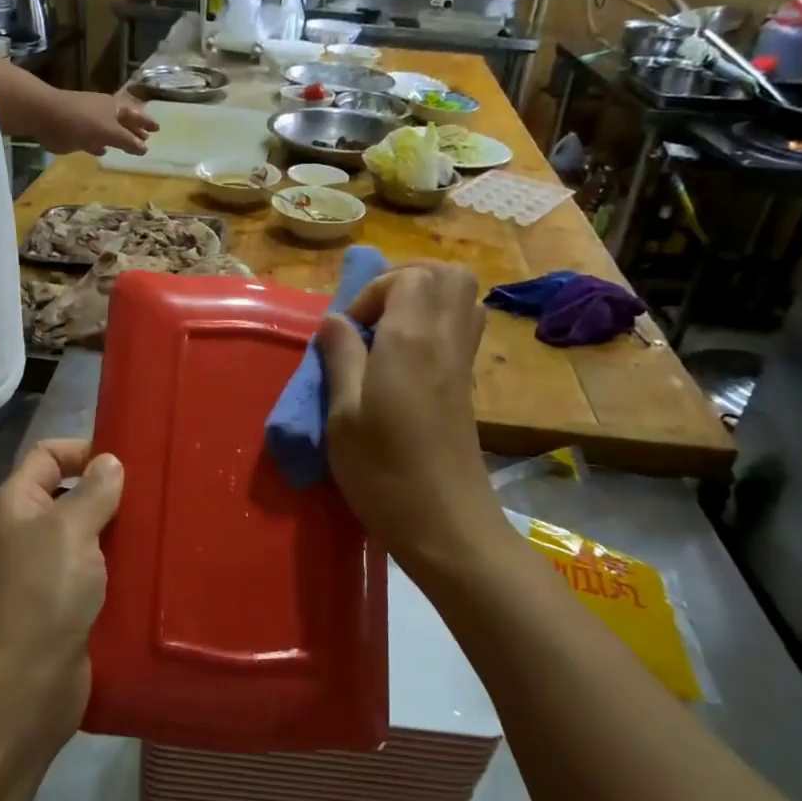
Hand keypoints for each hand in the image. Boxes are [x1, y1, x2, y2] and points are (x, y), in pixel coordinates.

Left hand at [0, 439, 123, 743]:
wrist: (27, 682)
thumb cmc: (45, 592)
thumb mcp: (72, 529)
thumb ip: (94, 491)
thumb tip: (110, 462)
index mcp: (15, 504)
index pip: (48, 455)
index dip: (84, 450)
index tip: (128, 462)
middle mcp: (25, 531)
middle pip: (69, 494)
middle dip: (109, 492)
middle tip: (153, 495)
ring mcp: (43, 569)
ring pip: (87, 534)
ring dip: (119, 530)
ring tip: (159, 526)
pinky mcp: (64, 602)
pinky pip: (95, 570)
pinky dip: (118, 565)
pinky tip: (150, 564)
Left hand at [33, 89, 158, 156]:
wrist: (45, 115)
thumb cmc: (81, 122)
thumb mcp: (109, 132)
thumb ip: (127, 141)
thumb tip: (145, 148)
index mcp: (114, 108)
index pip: (135, 115)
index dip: (146, 122)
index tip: (157, 130)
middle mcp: (103, 111)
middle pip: (123, 121)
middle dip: (134, 129)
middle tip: (146, 138)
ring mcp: (88, 118)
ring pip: (108, 129)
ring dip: (118, 137)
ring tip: (128, 146)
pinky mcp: (74, 129)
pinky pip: (92, 137)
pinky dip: (99, 143)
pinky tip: (102, 151)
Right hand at [318, 264, 508, 571]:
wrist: (446, 525)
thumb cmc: (383, 473)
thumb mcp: (342, 417)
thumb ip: (341, 358)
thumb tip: (334, 319)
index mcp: (411, 341)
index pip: (409, 276)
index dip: (374, 290)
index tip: (350, 330)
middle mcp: (445, 340)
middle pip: (448, 275)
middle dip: (406, 281)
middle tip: (373, 316)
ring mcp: (462, 363)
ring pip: (463, 299)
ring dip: (424, 301)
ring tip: (388, 333)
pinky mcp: (467, 387)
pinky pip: (463, 329)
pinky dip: (437, 326)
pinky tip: (405, 362)